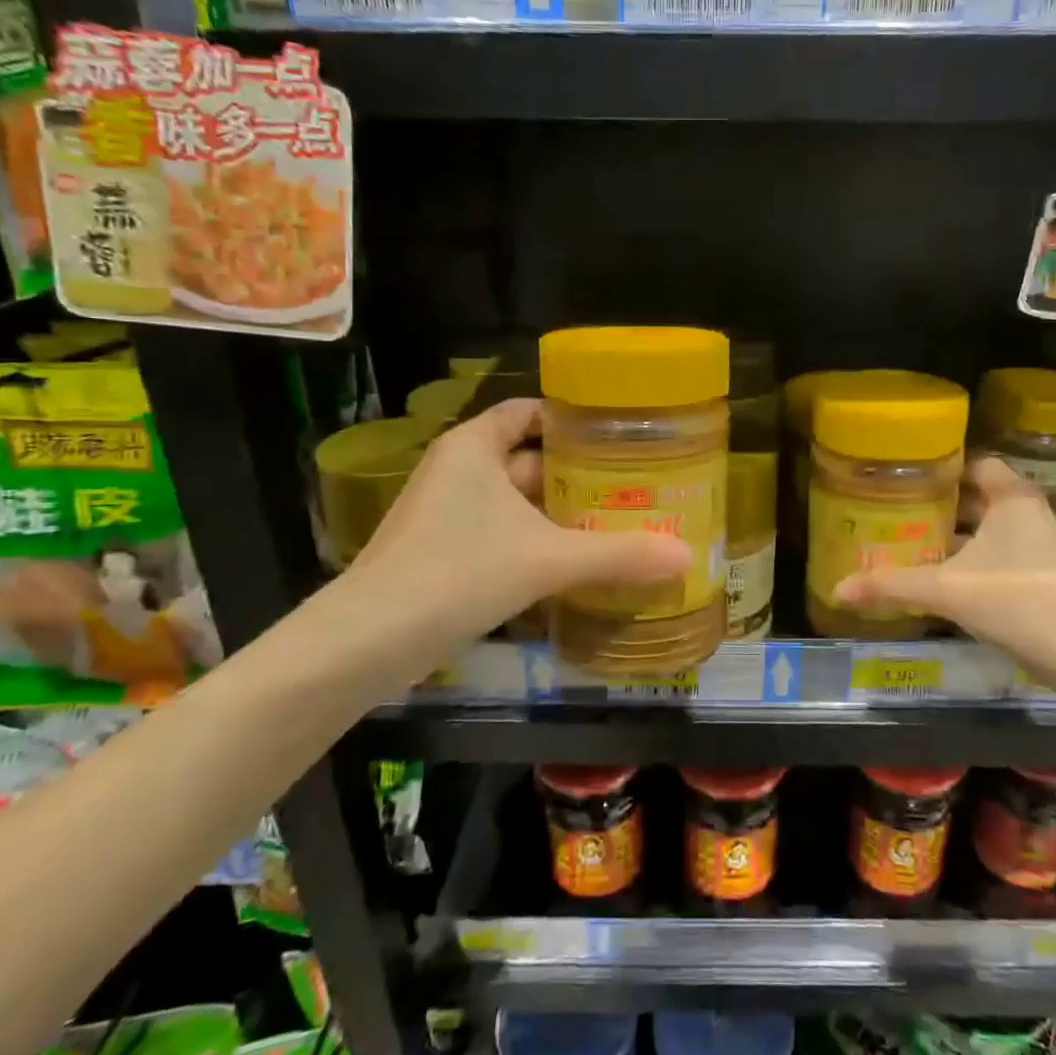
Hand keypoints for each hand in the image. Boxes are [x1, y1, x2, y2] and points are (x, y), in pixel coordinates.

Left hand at [336, 398, 691, 647]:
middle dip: (578, 474)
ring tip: (618, 523)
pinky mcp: (444, 554)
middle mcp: (458, 471)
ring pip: (517, 503)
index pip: (528, 411)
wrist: (368, 643)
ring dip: (560, 514)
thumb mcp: (546, 559)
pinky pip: (502, 535)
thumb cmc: (458, 573)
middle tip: (635, 485)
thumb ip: (618, 556)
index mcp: (474, 446)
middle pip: (529, 459)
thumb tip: (687, 557)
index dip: (572, 418)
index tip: (620, 432)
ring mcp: (447, 515)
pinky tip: (576, 564)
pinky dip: (537, 543)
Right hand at [830, 457, 1055, 693]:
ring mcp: (1047, 549)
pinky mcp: (1052, 581)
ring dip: (965, 538)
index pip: (979, 464)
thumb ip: (890, 586)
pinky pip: (1008, 558)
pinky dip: (981, 562)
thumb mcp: (943, 589)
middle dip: (948, 506)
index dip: (946, 469)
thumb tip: (837, 589)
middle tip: (907, 513)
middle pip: (985, 499)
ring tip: (923, 546)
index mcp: (1013, 499)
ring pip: (997, 531)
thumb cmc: (1011, 599)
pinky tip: (954, 583)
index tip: (912, 479)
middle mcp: (1035, 515)